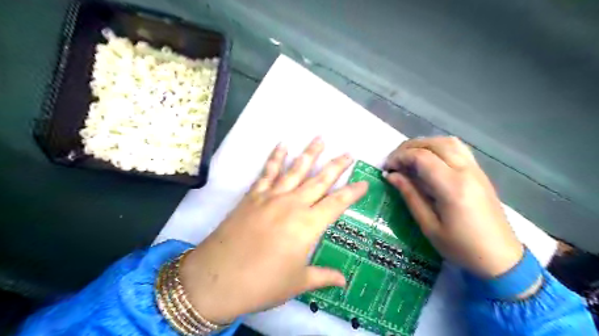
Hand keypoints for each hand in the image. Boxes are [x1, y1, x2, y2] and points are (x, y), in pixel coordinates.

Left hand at [178, 137, 369, 323]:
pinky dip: (275, 158)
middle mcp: (293, 205)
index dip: (352, 192)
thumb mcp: (297, 283)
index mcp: (308, 225)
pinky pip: (267, 172)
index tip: (364, 182)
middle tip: (348, 153)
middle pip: (319, 180)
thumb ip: (323, 277)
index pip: (337, 204)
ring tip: (320, 138)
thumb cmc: (262, 284)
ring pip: (295, 170)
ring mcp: (271, 197)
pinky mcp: (253, 196)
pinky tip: (282, 144)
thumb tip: (343, 282)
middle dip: (336, 166)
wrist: (217, 280)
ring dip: (309, 153)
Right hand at [386, 137, 522, 277]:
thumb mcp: (429, 225)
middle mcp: (465, 171)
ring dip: (424, 144)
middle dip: (408, 147)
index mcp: (452, 186)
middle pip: (433, 144)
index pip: (421, 157)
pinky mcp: (479, 173)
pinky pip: (457, 149)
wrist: (501, 258)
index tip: (386, 168)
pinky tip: (429, 160)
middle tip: (394, 161)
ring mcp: (475, 169)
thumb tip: (391, 176)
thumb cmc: (461, 247)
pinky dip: (438, 147)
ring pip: (447, 141)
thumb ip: (410, 195)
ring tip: (409, 157)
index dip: (399, 157)